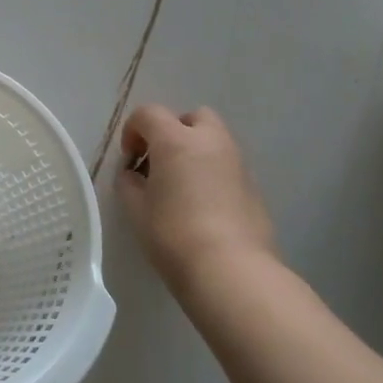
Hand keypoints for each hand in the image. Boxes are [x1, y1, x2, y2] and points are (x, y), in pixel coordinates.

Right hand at [116, 104, 277, 292]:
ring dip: (195, 151)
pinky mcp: (253, 185)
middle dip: (173, 132)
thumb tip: (133, 174)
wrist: (229, 268)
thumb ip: (129, 183)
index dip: (133, 131)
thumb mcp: (136, 209)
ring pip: (214, 140)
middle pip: (191, 117)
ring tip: (181, 185)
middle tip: (160, 163)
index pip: (149, 114)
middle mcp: (210, 141)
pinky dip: (213, 172)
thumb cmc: (172, 234)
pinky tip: (203, 205)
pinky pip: (227, 165)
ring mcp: (237, 161)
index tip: (130, 160)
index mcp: (176, 140)